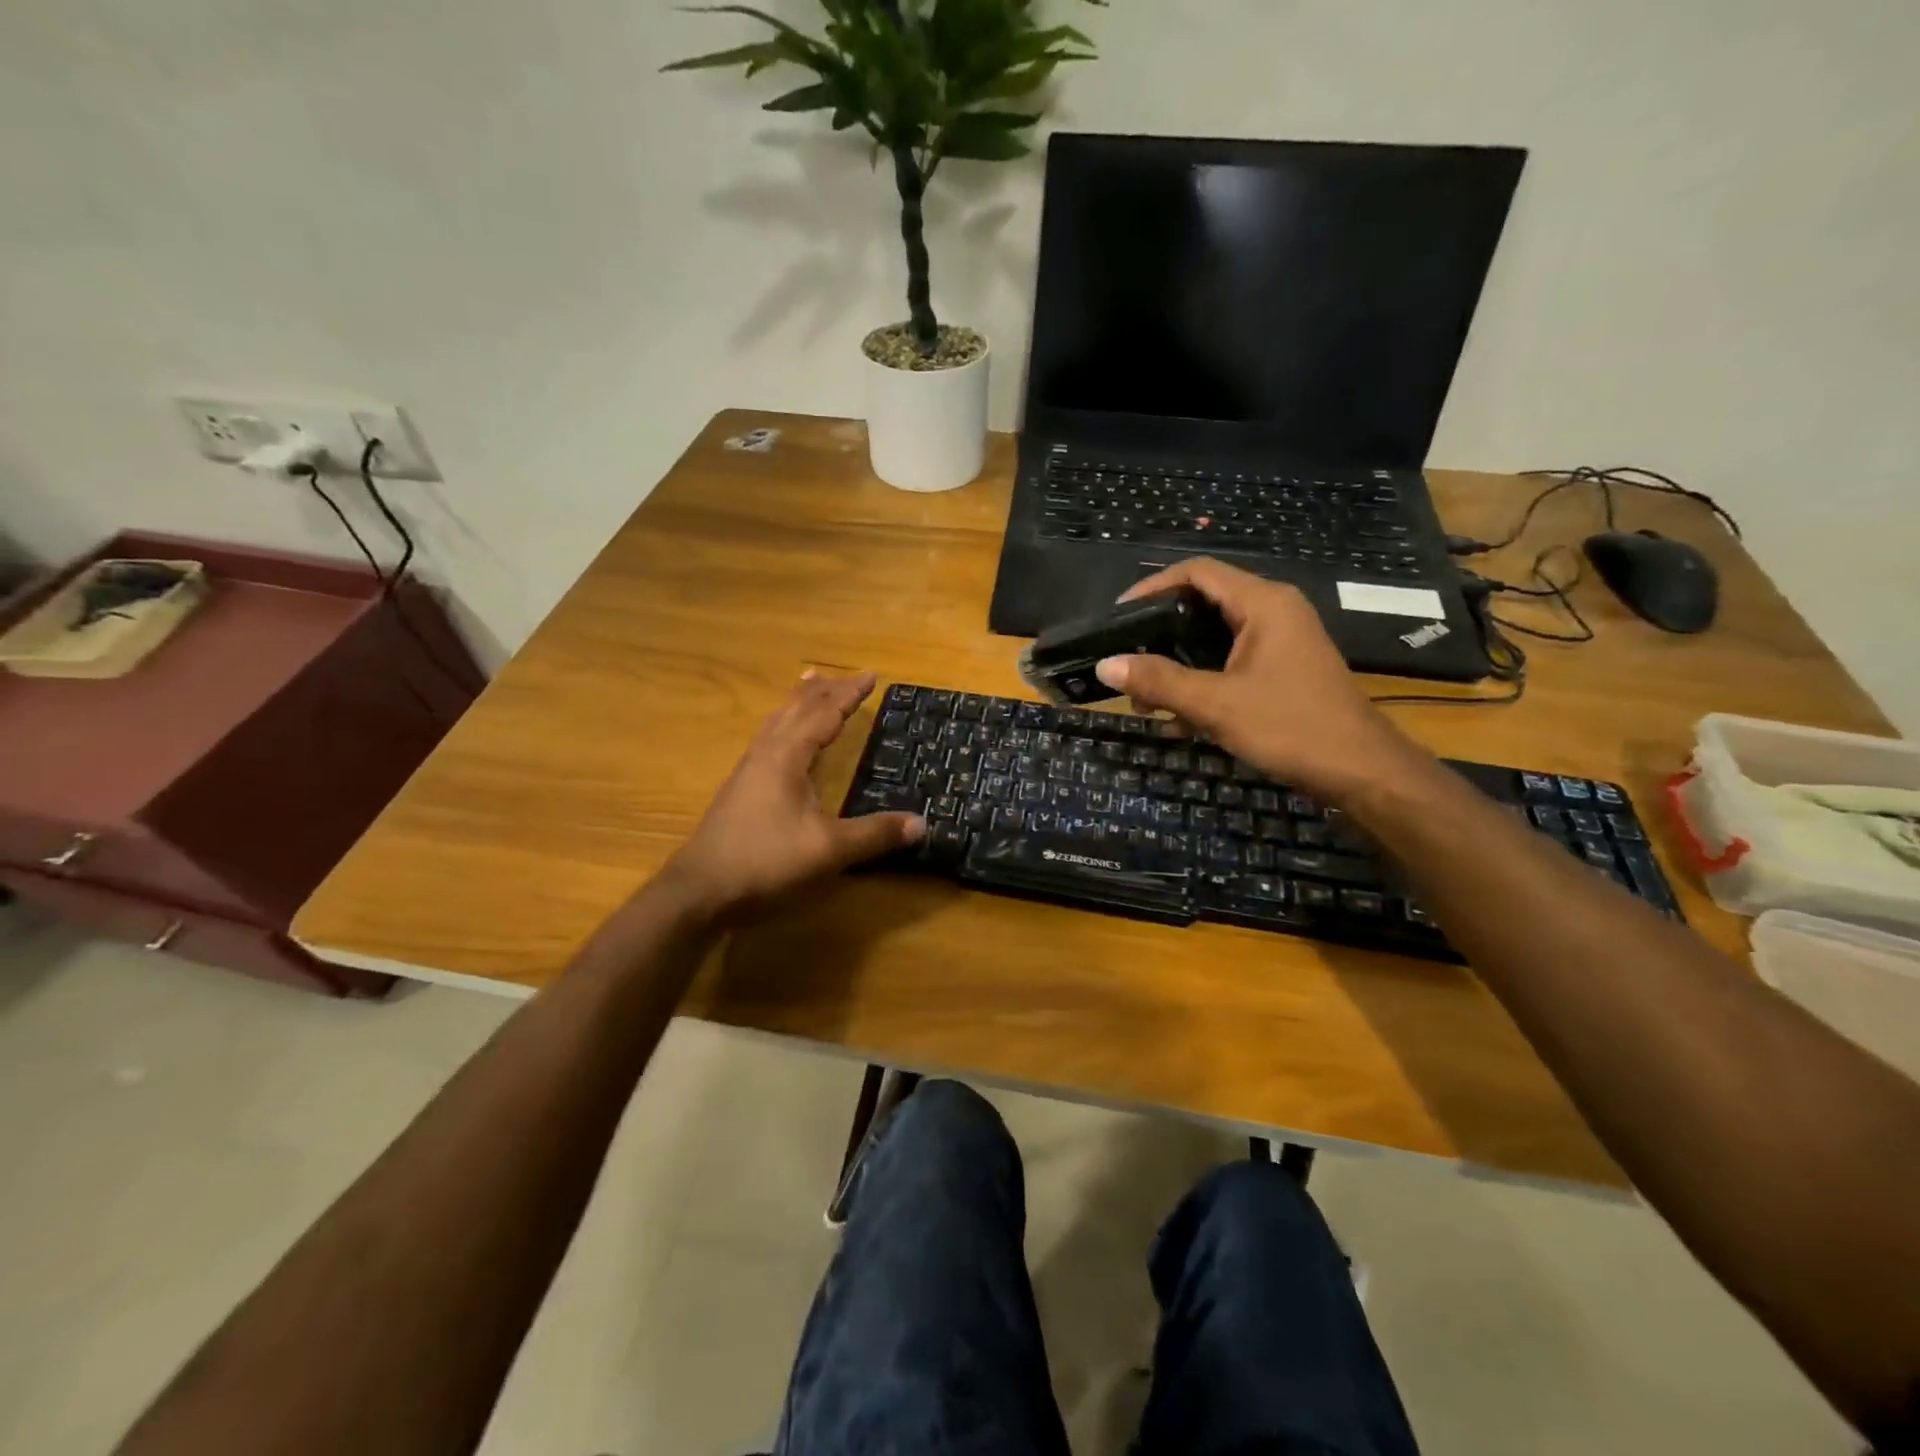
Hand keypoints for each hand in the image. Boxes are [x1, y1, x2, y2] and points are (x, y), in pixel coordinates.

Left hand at [659, 671, 923, 918]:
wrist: (699, 890)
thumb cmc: (765, 861)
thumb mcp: (828, 850)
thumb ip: (875, 834)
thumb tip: (922, 823)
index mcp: (787, 756)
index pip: (824, 714)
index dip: (849, 694)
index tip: (871, 675)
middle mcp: (766, 754)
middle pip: (797, 709)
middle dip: (824, 691)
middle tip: (845, 676)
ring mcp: (748, 771)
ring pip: (777, 722)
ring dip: (798, 702)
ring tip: (809, 686)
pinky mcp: (739, 790)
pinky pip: (767, 740)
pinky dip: (784, 725)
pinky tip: (783, 742)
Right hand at [1093, 559, 1431, 803]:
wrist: (1363, 772)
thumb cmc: (1291, 727)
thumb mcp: (1216, 704)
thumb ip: (1160, 681)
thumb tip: (1106, 664)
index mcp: (1263, 603)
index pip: (1197, 572)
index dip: (1152, 587)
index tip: (1117, 618)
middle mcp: (1273, 612)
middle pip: (1203, 604)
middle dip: (1160, 635)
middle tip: (1127, 664)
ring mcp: (1280, 642)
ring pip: (1214, 639)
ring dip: (1177, 666)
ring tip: (1146, 702)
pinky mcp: (1282, 670)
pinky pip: (1230, 663)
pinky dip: (1201, 682)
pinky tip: (1179, 721)